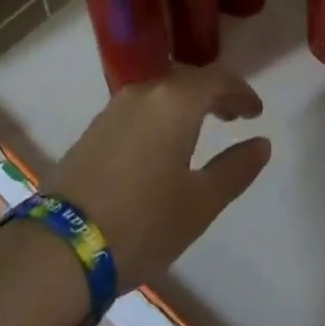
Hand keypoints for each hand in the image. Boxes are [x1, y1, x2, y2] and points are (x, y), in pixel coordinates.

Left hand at [47, 65, 270, 290]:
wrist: (63, 245)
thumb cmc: (143, 223)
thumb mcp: (199, 203)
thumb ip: (235, 169)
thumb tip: (262, 143)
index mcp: (174, 102)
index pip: (216, 80)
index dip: (240, 93)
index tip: (256, 112)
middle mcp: (143, 93)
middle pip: (186, 80)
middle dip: (213, 94)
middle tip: (233, 116)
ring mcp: (113, 109)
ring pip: (159, 93)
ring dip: (184, 104)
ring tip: (200, 130)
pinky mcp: (94, 129)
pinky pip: (138, 109)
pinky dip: (160, 116)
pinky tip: (162, 144)